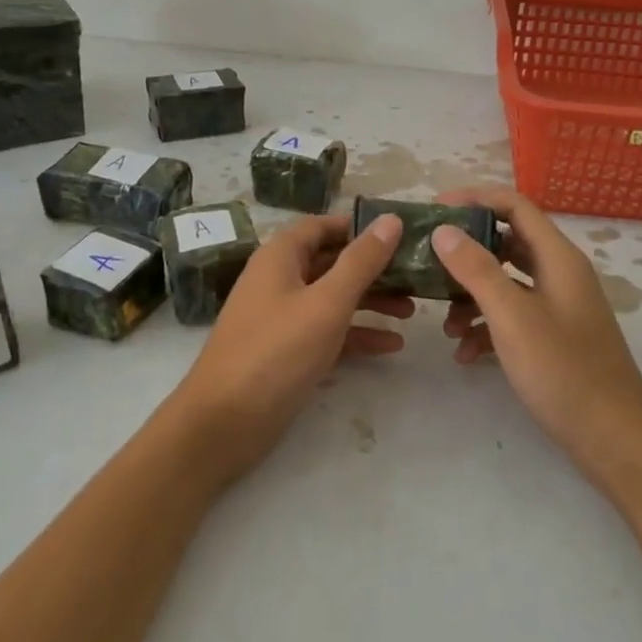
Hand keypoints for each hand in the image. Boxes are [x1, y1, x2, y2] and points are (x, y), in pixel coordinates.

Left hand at [166, 211, 409, 481]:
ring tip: (412, 311)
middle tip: (416, 276)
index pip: (323, 226)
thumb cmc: (277, 351)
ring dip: (370, 302)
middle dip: (373, 269)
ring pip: (333, 298)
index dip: (359, 227)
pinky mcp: (287, 351)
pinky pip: (327, 332)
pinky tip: (391, 346)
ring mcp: (282, 317)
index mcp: (281, 257)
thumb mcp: (327, 302)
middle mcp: (279, 280)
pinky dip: (356, 335)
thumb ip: (361, 261)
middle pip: (332, 262)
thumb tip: (390, 219)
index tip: (400, 234)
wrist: (225, 422)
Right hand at [433, 187, 641, 485]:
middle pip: (507, 242)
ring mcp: (558, 307)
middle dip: (467, 251)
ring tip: (445, 324)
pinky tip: (466, 354)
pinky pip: (512, 316)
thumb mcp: (512, 317)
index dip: (475, 199)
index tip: (435, 208)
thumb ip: (477, 270)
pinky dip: (486, 327)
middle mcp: (559, 274)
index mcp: (558, 258)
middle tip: (428, 260)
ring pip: (506, 283)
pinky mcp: (553, 337)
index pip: (515, 205)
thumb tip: (444, 230)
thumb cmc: (563, 371)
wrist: (613, 438)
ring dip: (471, 296)